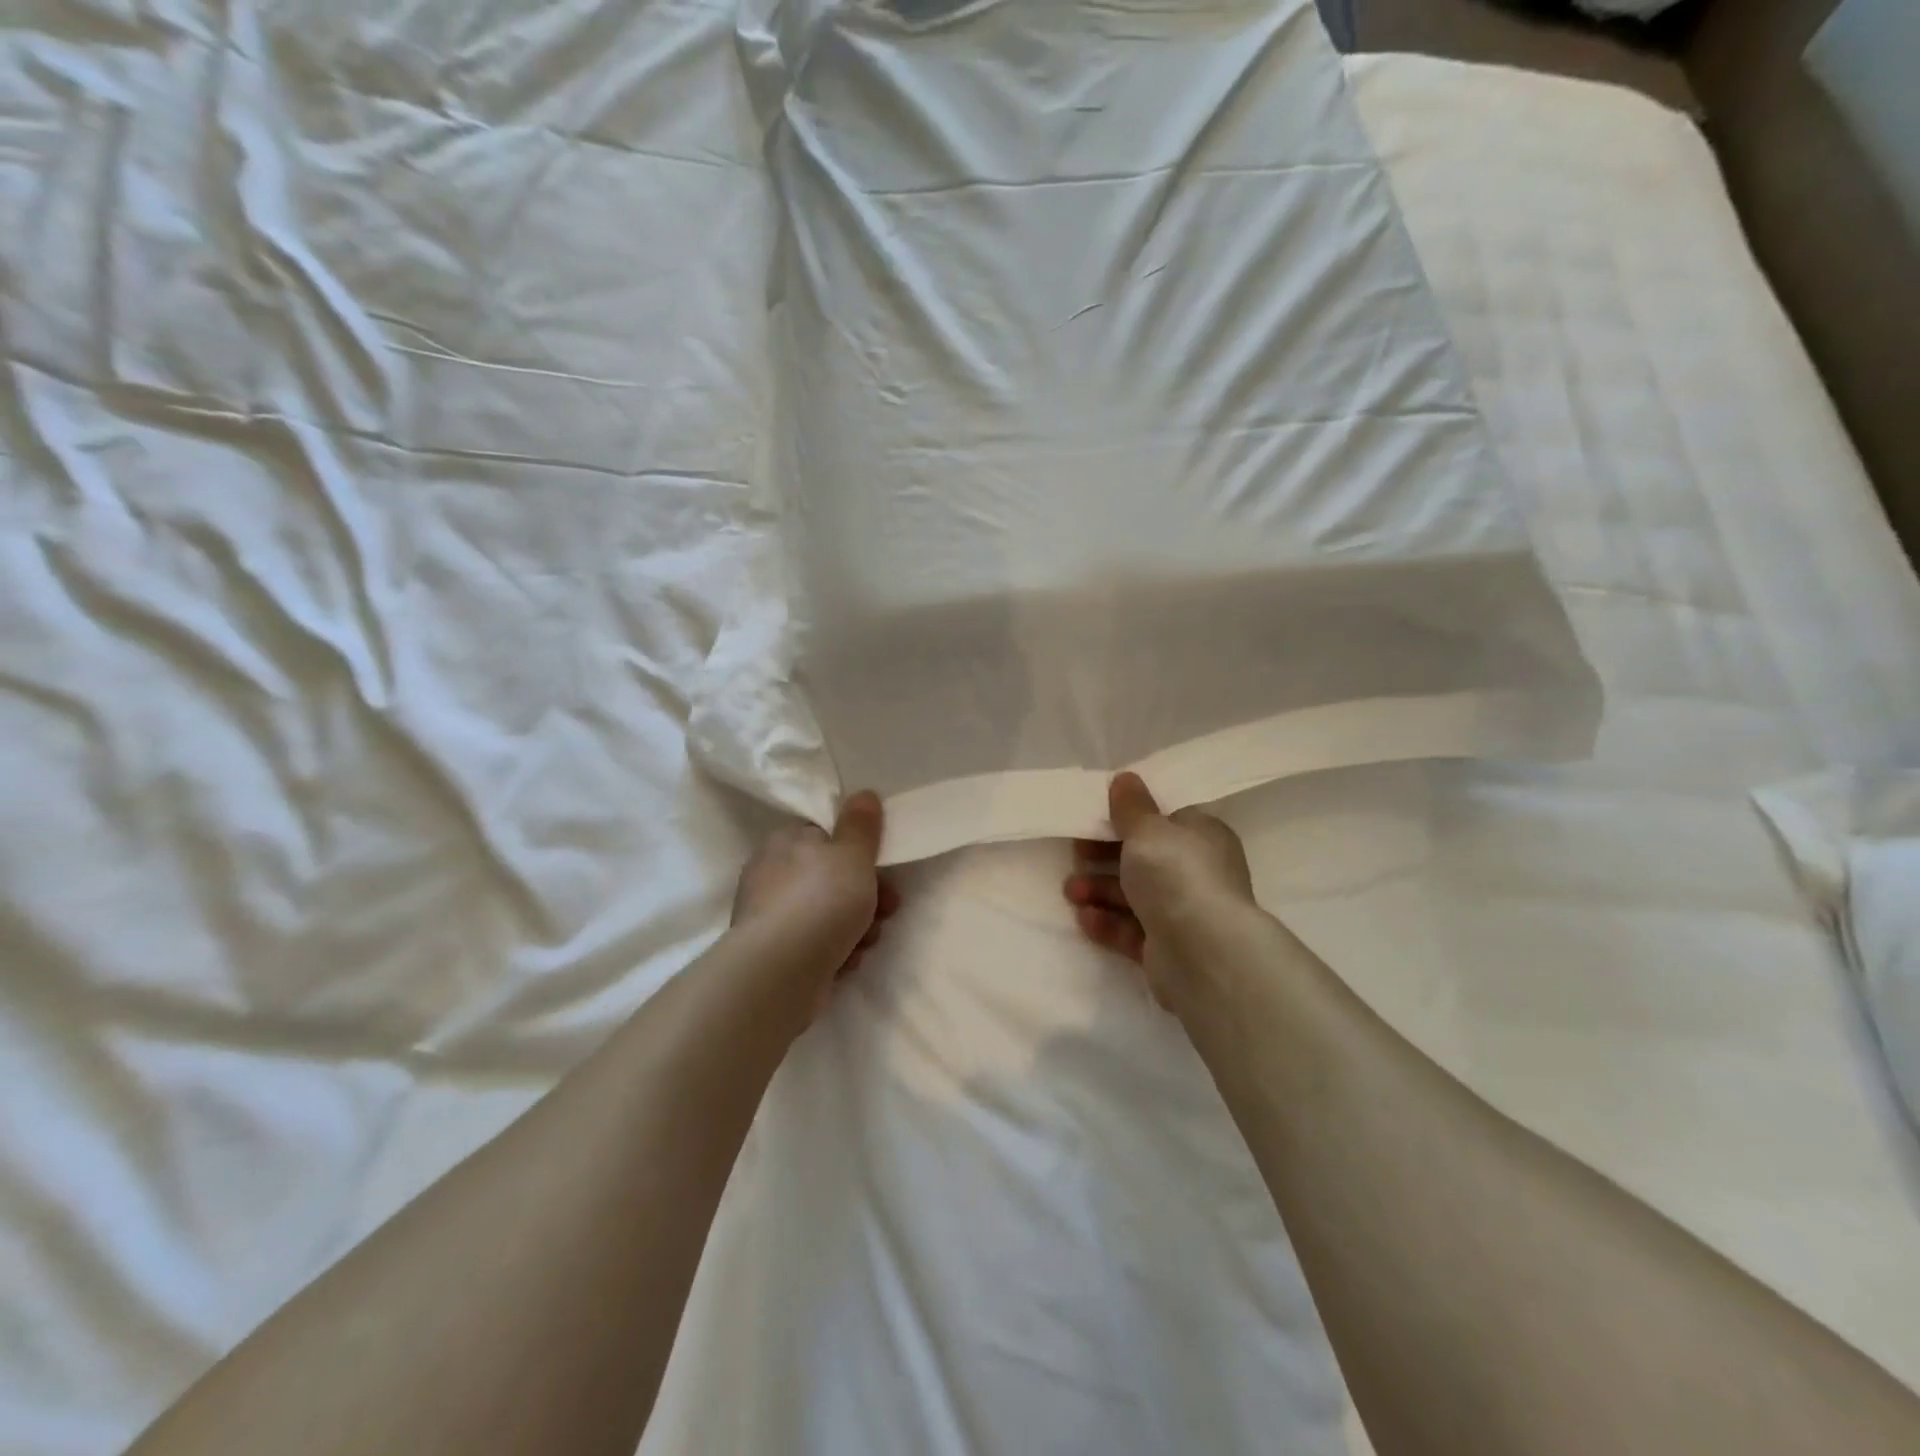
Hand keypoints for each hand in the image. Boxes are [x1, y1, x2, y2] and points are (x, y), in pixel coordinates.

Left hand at [731, 791, 899, 1019]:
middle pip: (830, 878)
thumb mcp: (852, 854)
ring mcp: (769, 917)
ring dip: (856, 926)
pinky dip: (835, 951)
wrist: (780, 973)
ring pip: (827, 914)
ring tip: (868, 940)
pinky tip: (846, 962)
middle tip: (889, 908)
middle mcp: (770, 875)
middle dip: (865, 894)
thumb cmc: (820, 900)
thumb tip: (863, 794)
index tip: (883, 867)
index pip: (823, 836)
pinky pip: (815, 945)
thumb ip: (861, 824)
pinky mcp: (774, 955)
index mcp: (784, 842)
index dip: (857, 851)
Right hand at [1064, 772, 1254, 1009]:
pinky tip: (1085, 918)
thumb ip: (1131, 806)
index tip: (1095, 819)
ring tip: (1071, 892)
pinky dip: (1107, 922)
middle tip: (1076, 855)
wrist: (1203, 954)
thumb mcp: (1148, 829)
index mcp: (1201, 837)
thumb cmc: (1176, 875)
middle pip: (1144, 859)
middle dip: (1104, 857)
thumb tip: (1125, 778)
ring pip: (1134, 895)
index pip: (1164, 821)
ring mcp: (1184, 913)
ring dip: (1099, 890)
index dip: (1128, 818)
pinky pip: (1131, 929)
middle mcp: (1197, 873)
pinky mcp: (1168, 948)